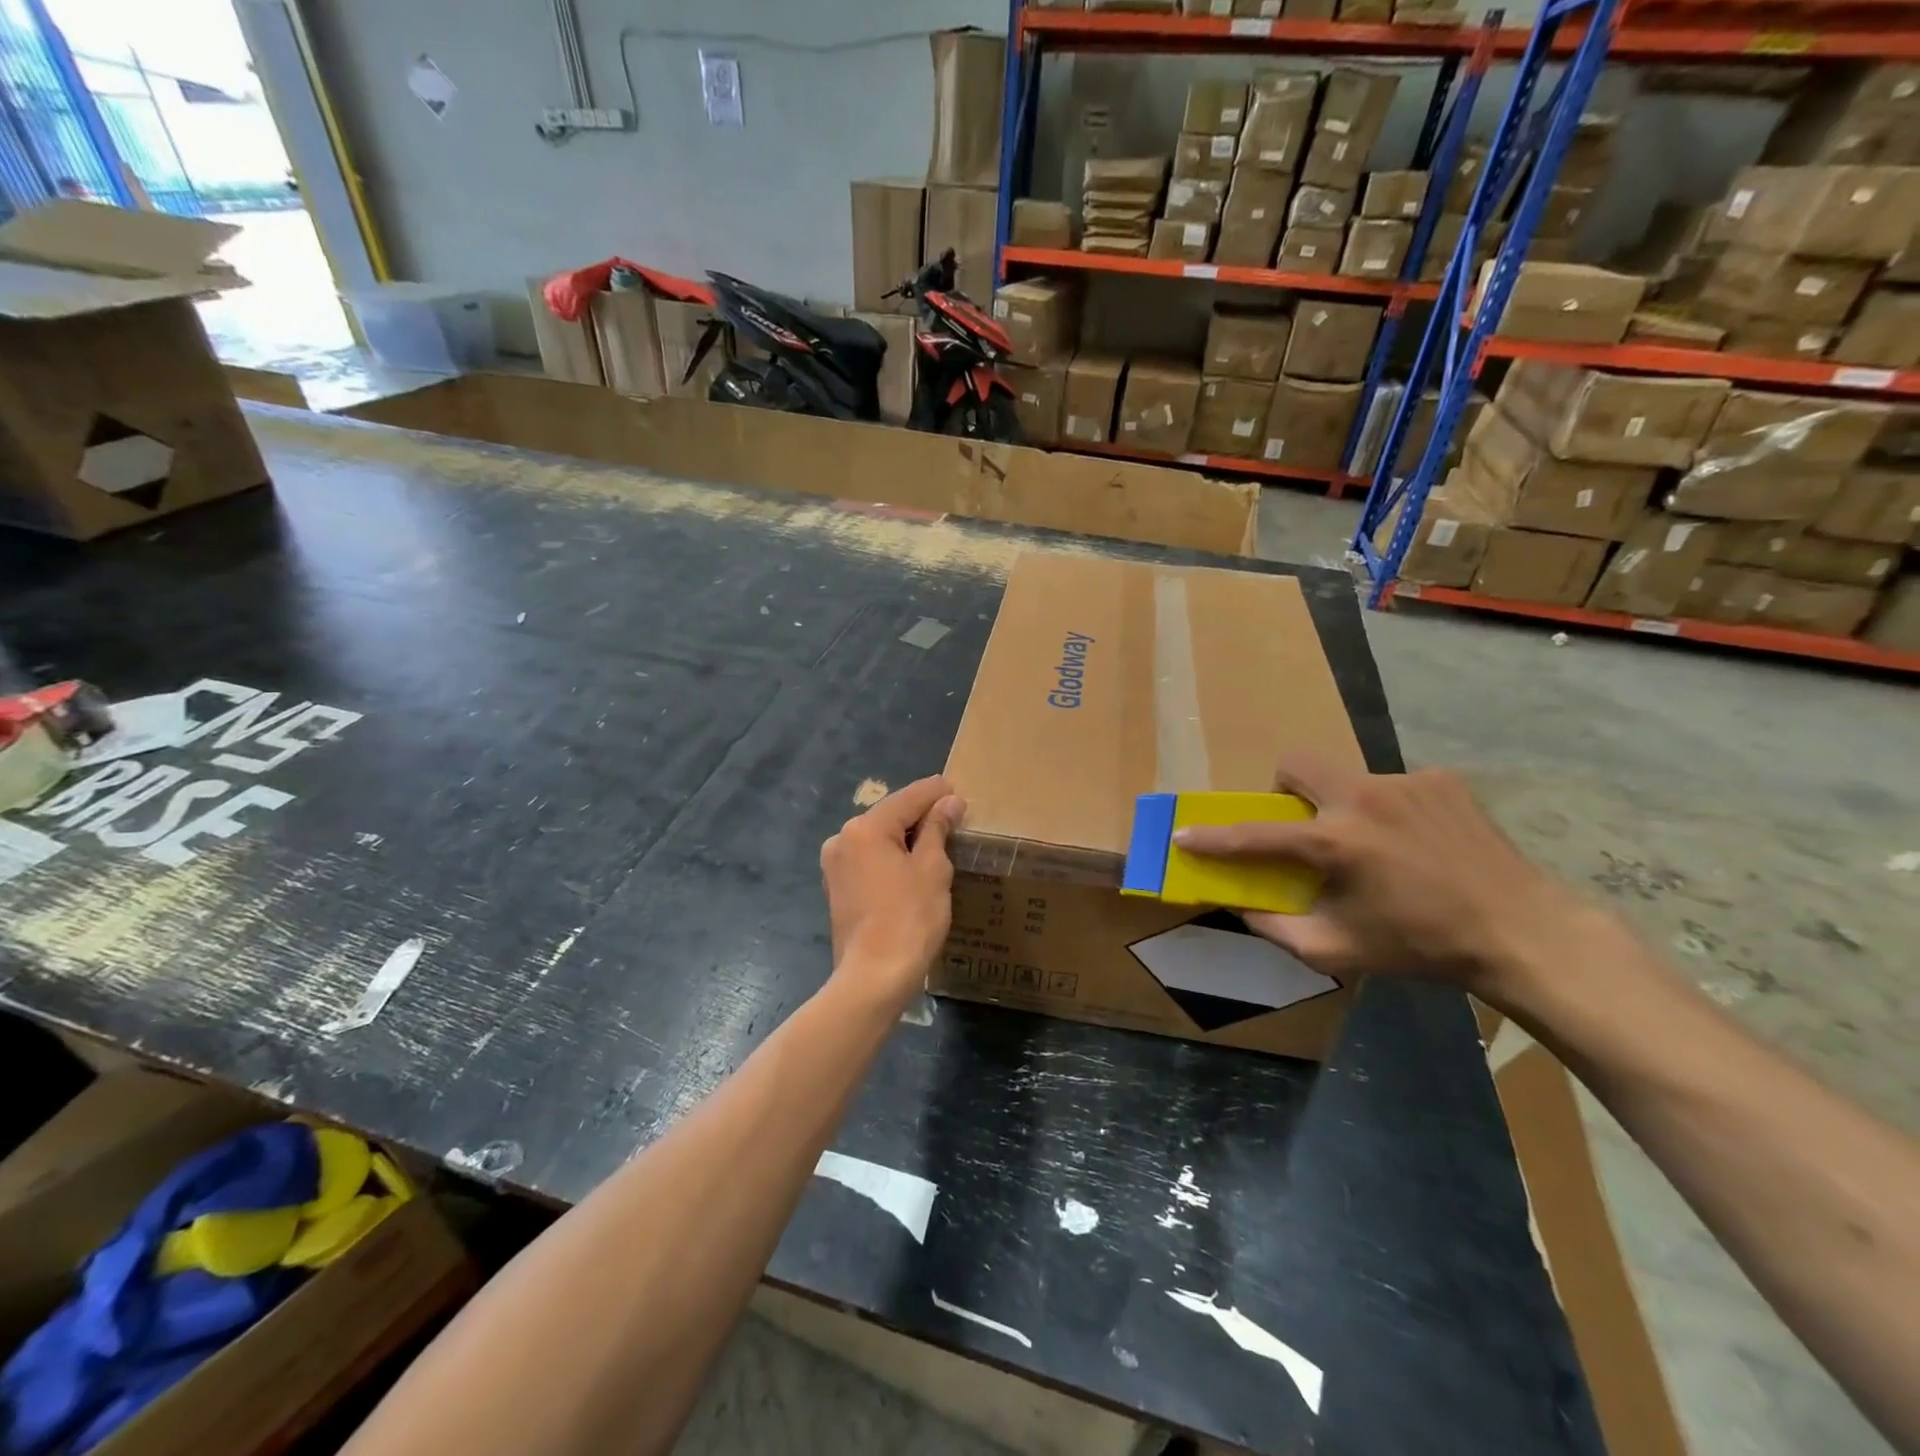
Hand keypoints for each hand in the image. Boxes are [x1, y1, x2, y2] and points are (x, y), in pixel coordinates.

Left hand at [820, 776, 965, 1006]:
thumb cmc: (909, 918)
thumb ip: (938, 828)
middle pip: (890, 815)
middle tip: (954, 817)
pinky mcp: (837, 887)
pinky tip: (913, 866)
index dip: (936, 793)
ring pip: (878, 838)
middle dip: (921, 815)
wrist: (874, 977)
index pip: (909, 798)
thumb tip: (949, 801)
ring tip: (939, 841)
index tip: (958, 790)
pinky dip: (891, 856)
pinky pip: (869, 859)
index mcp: (865, 828)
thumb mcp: (932, 869)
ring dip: (906, 837)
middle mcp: (843, 838)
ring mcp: (835, 865)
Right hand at [1172, 757, 1586, 1001]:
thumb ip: (1278, 929)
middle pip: (1296, 764)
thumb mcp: (1339, 951)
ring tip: (1375, 846)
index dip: (1213, 838)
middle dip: (1283, 790)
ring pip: (1347, 778)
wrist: (1522, 932)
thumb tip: (1241, 906)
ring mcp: (1406, 783)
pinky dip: (1388, 811)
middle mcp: (1363, 799)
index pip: (1255, 835)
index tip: (1184, 835)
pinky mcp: (1441, 780)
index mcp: (1336, 843)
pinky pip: (1393, 786)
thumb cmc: (1421, 947)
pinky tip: (1416, 843)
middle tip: (1301, 826)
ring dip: (1342, 807)